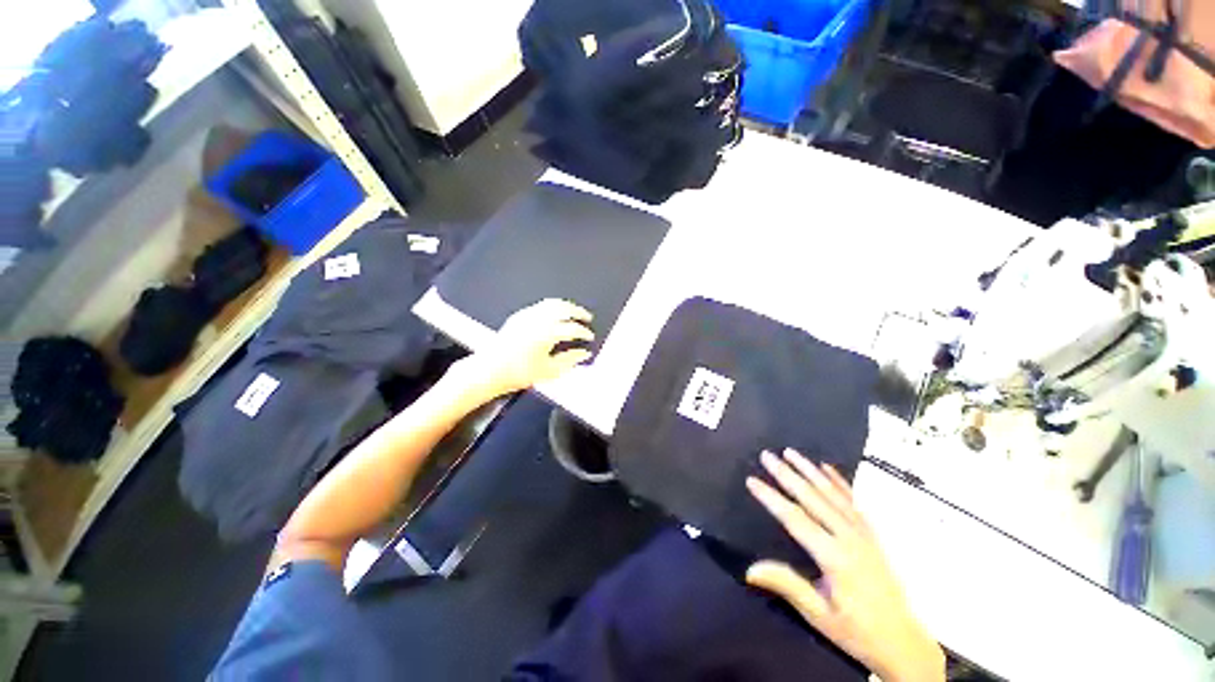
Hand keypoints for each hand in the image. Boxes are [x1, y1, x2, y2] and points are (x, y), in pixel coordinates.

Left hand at [462, 299, 594, 398]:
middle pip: (564, 308)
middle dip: (578, 312)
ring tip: (573, 311)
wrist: (490, 370)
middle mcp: (539, 320)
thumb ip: (571, 360)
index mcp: (548, 333)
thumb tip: (584, 353)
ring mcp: (527, 315)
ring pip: (552, 303)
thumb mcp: (550, 371)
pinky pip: (540, 305)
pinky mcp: (519, 316)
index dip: (584, 332)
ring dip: (566, 306)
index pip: (573, 328)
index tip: (590, 336)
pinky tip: (554, 314)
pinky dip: (552, 306)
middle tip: (587, 317)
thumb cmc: (519, 373)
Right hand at [746, 450, 944, 681]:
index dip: (771, 498)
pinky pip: (854, 501)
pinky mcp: (872, 534)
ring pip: (833, 494)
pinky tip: (826, 468)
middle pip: (813, 499)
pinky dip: (839, 482)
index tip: (752, 480)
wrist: (904, 642)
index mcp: (834, 558)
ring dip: (810, 471)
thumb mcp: (819, 615)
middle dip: (787, 475)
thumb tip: (749, 569)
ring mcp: (864, 533)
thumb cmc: (857, 631)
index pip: (795, 519)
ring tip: (791, 452)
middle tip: (767, 455)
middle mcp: (849, 538)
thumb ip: (786, 585)